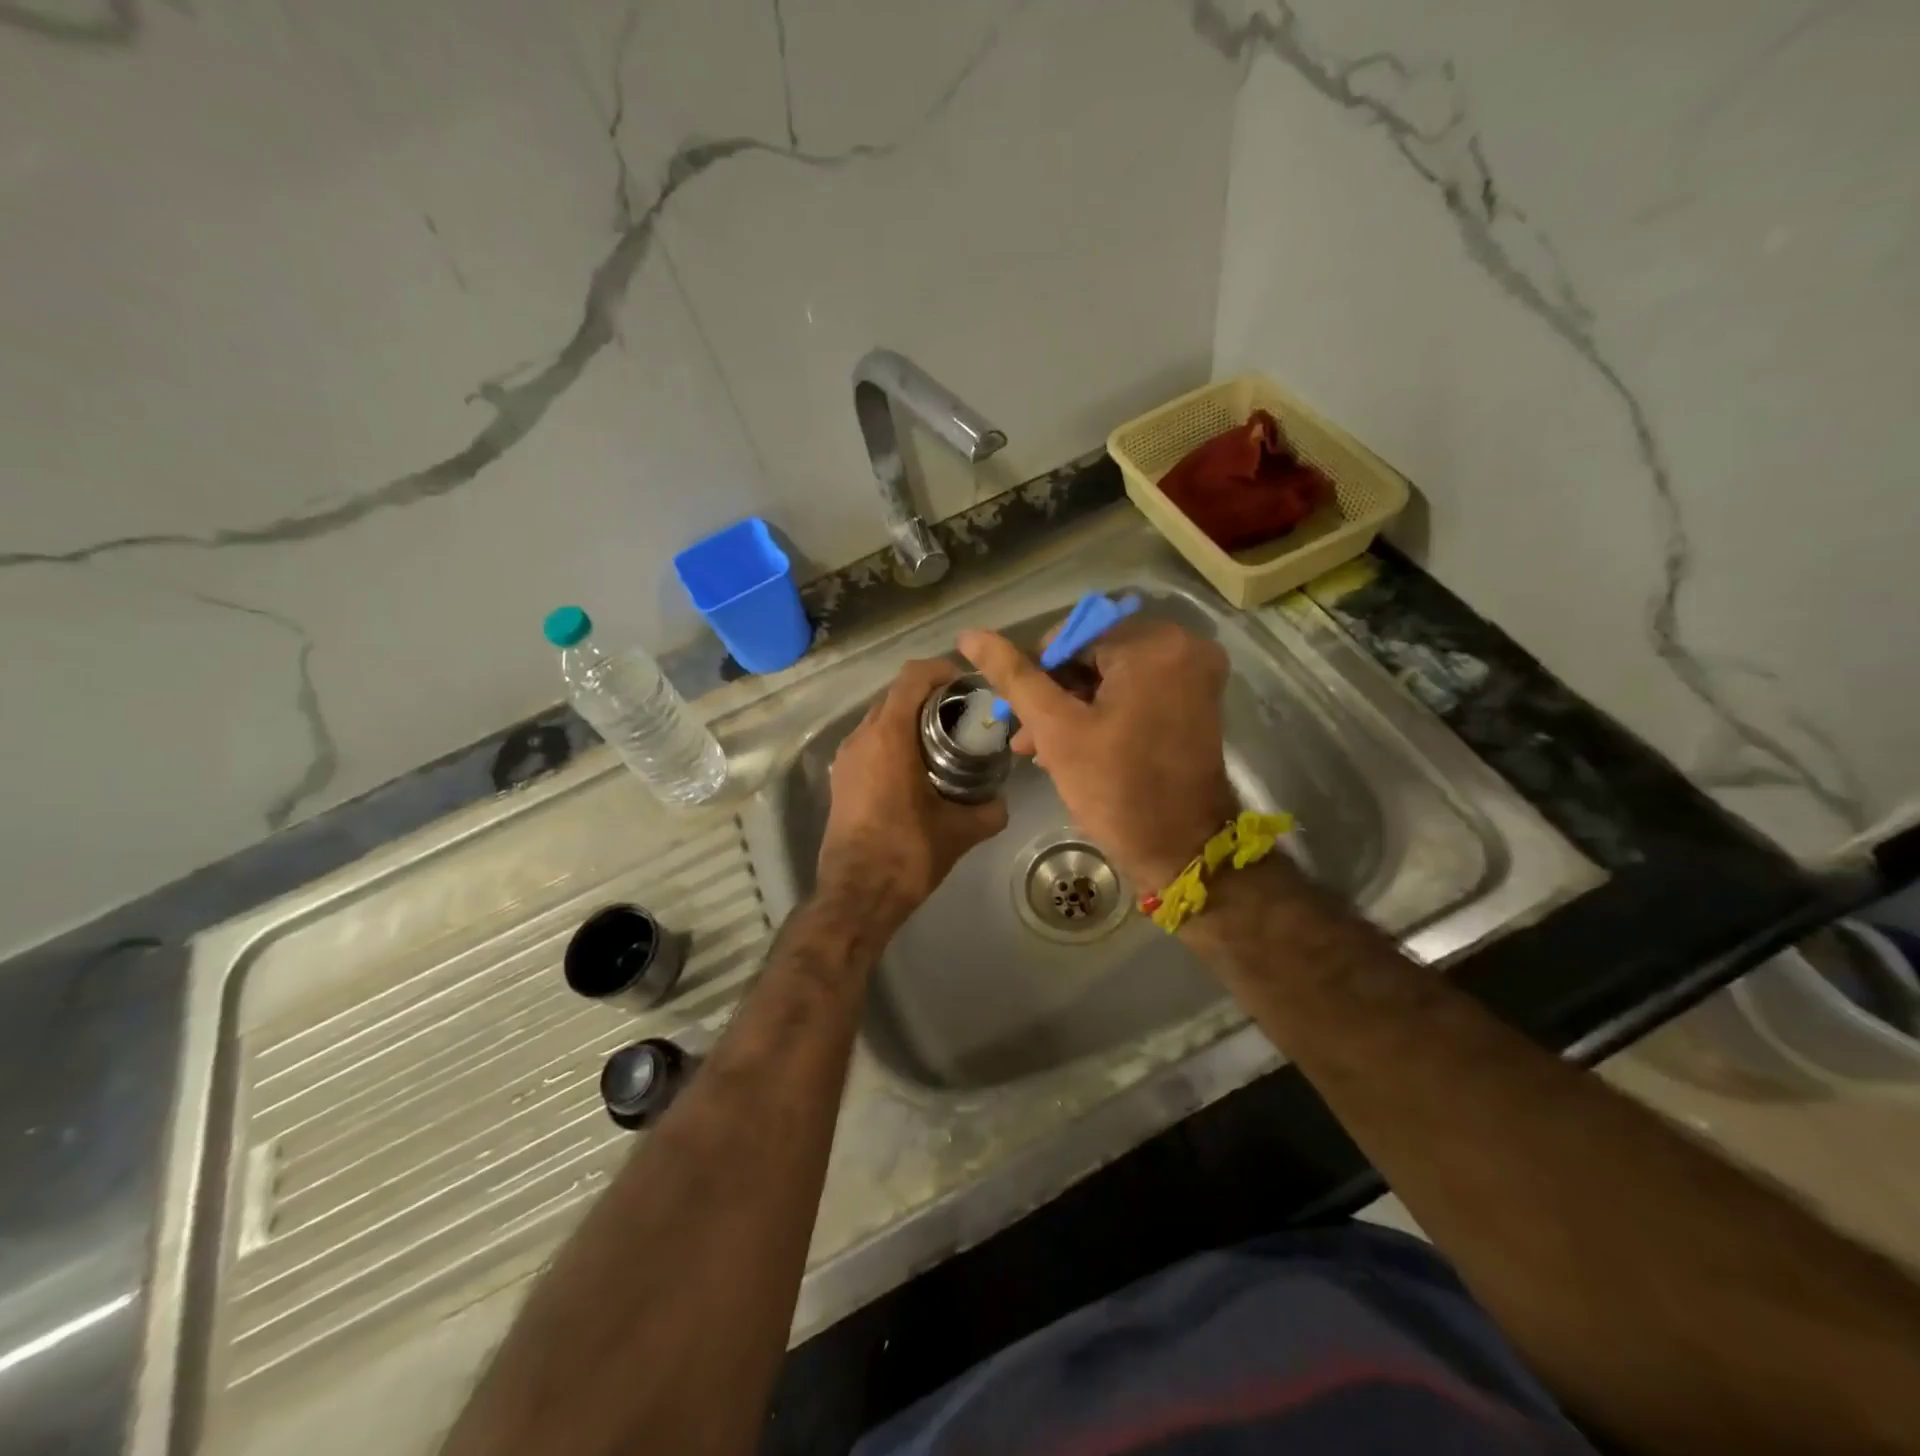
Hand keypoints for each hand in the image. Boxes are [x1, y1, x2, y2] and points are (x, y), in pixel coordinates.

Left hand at [817, 658, 1008, 922]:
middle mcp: (861, 737)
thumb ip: (989, 810)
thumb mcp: (960, 831)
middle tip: (963, 714)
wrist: (856, 895)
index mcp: (888, 737)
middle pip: (895, 695)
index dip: (941, 670)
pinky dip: (893, 741)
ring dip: (909, 720)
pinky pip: (869, 743)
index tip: (967, 685)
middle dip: (929, 696)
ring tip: (943, 740)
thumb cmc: (908, 854)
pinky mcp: (840, 779)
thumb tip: (1001, 801)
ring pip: (879, 719)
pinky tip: (918, 768)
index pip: (912, 677)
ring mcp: (845, 758)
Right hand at [959, 620, 1236, 890]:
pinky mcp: (1197, 700)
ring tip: (1037, 748)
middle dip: (1055, 694)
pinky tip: (1071, 746)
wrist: (1181, 851)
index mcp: (1155, 645)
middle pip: (1095, 654)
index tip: (1019, 713)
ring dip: (1073, 707)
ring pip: (1113, 675)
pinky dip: (1104, 712)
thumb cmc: (1116, 789)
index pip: (1074, 635)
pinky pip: (1136, 690)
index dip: (1038, 672)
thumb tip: (970, 635)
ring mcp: (1196, 674)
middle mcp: (1185, 646)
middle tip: (1026, 737)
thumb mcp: (1056, 730)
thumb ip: (1013, 677)